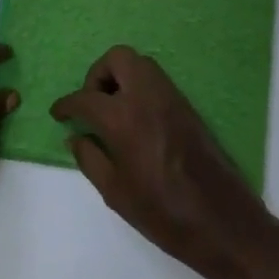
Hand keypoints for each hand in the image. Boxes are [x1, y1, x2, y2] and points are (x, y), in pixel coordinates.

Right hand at [51, 46, 274, 278]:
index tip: (58, 113)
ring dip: (121, 77)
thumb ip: (90, 158)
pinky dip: (139, 87)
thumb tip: (76, 137)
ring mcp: (171, 97)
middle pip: (117, 58)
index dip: (66, 104)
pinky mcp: (188, 106)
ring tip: (111, 111)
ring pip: (140, 64)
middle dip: (97, 75)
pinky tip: (134, 119)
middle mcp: (147, 96)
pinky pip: (157, 80)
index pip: (86, 98)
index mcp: (123, 117)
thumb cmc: (161, 211)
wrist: (220, 219)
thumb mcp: (114, 191)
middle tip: (90, 105)